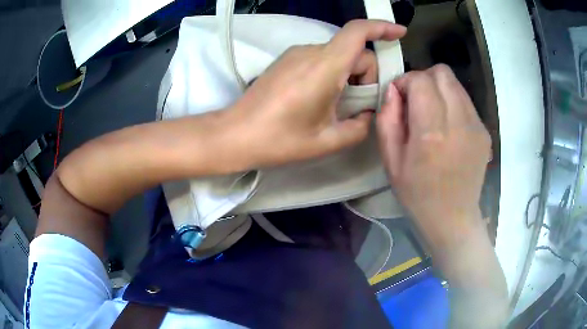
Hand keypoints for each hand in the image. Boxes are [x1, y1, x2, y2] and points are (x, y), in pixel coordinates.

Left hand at [231, 20, 405, 167]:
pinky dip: (332, 74)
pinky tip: (320, 100)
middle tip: (357, 107)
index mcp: (325, 67)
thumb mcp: (328, 141)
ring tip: (335, 108)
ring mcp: (296, 54)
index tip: (400, 32)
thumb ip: (359, 128)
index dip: (382, 27)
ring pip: (338, 56)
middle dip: (365, 76)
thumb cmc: (279, 140)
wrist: (236, 134)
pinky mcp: (287, 61)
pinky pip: (321, 60)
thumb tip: (368, 115)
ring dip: (348, 77)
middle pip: (353, 51)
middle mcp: (311, 52)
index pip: (358, 32)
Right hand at [377, 64, 491, 240]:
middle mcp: (458, 122)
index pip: (420, 80)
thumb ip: (387, 119)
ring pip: (456, 84)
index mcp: (431, 133)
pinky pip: (465, 101)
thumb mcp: (391, 161)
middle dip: (424, 79)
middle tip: (416, 101)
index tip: (399, 97)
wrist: (453, 218)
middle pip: (442, 73)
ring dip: (439, 90)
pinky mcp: (484, 131)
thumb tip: (393, 90)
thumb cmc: (417, 194)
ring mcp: (476, 126)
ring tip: (432, 113)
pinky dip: (452, 103)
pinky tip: (448, 126)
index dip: (405, 81)